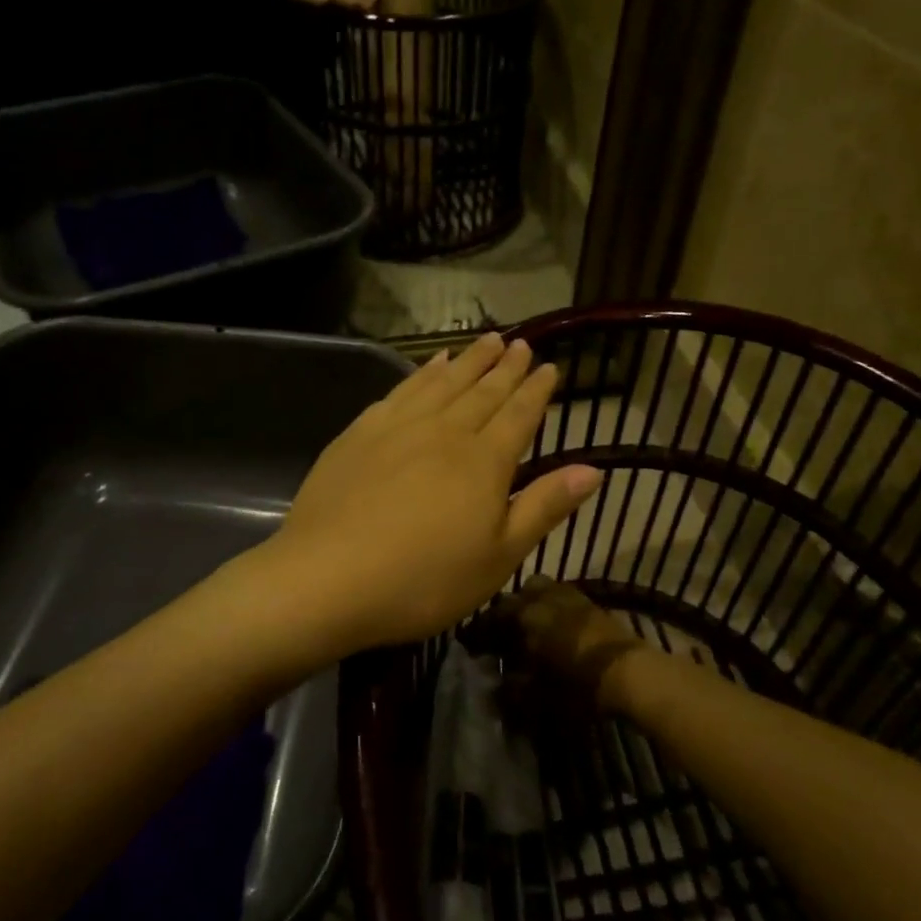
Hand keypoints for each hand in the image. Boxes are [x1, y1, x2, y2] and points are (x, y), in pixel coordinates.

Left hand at [259, 335, 601, 652]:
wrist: (327, 578)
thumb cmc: (423, 580)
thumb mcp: (498, 557)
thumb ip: (544, 507)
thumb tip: (593, 469)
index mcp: (484, 462)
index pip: (519, 416)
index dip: (537, 391)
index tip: (550, 367)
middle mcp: (445, 432)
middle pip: (483, 391)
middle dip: (505, 367)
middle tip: (520, 343)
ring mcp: (399, 427)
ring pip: (443, 382)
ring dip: (468, 360)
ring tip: (486, 340)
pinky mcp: (360, 433)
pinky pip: (401, 390)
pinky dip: (422, 373)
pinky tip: (429, 365)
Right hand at [491, 576, 650, 711]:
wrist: (631, 674)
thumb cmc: (578, 685)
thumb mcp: (538, 695)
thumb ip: (513, 688)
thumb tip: (499, 682)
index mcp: (525, 616)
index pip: (493, 616)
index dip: (481, 631)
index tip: (475, 645)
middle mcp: (545, 598)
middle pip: (518, 595)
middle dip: (509, 611)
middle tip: (506, 634)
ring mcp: (571, 597)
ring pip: (544, 589)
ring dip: (534, 604)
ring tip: (534, 627)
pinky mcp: (593, 604)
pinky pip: (565, 597)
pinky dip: (556, 608)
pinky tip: (560, 629)